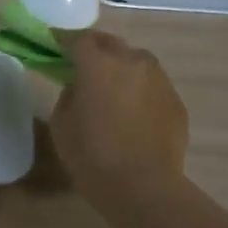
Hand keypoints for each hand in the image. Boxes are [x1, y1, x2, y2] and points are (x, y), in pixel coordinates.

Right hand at [51, 30, 189, 222]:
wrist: (144, 188)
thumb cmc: (93, 157)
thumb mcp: (62, 124)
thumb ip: (69, 94)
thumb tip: (81, 86)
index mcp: (99, 65)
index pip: (78, 39)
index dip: (62, 39)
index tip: (52, 43)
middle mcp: (133, 62)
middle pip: (110, 43)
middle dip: (94, 48)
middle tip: (80, 62)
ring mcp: (159, 80)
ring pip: (135, 61)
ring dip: (120, 67)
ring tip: (109, 87)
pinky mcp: (175, 101)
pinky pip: (151, 85)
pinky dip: (138, 89)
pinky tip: (131, 112)